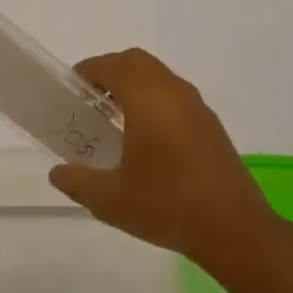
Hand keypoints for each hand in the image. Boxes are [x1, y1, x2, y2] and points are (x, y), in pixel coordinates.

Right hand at [48, 47, 276, 271]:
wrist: (235, 229)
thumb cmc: (167, 205)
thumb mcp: (110, 200)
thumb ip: (78, 181)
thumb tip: (58, 172)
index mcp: (148, 99)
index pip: (112, 65)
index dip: (88, 71)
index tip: (71, 91)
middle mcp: (174, 93)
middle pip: (137, 63)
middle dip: (111, 73)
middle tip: (90, 102)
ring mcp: (197, 108)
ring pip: (160, 78)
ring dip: (134, 87)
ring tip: (114, 121)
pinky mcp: (210, 126)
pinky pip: (175, 97)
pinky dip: (154, 102)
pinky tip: (146, 141)